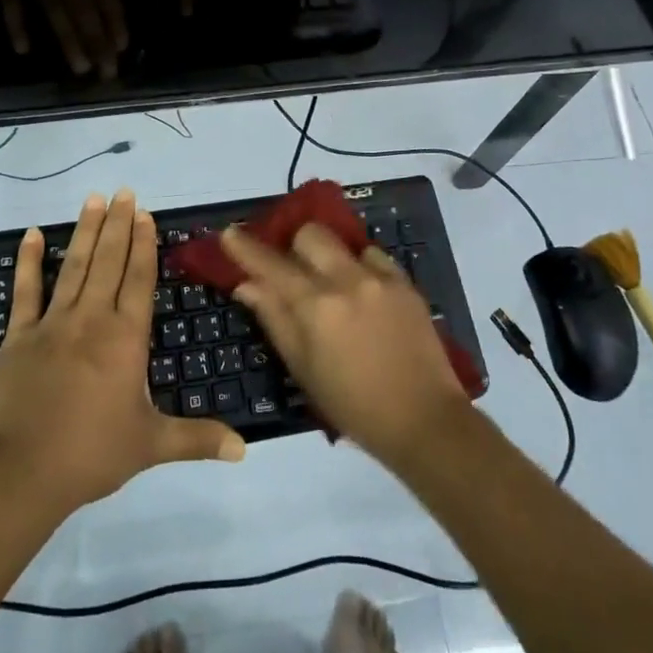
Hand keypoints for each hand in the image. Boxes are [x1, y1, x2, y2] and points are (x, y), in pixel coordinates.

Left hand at [0, 191, 244, 513]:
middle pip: (109, 261)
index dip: (144, 244)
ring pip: (74, 266)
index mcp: (126, 338)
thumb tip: (245, 450)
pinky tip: (33, 234)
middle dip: (118, 224)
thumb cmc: (92, 454)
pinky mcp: (20, 336)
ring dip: (86, 231)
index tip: (145, 214)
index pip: (139, 279)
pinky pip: (26, 291)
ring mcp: (53, 323)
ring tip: (93, 199)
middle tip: (124, 192)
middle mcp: (92, 319)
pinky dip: (29, 261)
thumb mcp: (151, 445)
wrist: (21, 472)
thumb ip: (198, 439)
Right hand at [222, 223, 472, 466]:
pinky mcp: (406, 283)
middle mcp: (346, 280)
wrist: (423, 420)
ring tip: (332, 282)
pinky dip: (360, 267)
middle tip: (292, 268)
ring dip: (328, 255)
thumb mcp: (302, 368)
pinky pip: (374, 257)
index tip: (229, 232)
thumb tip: (247, 285)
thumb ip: (273, 319)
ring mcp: (380, 278)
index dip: (245, 247)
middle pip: (309, 234)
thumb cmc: (352, 405)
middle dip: (294, 245)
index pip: (270, 264)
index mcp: (315, 306)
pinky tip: (363, 292)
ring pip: (343, 241)